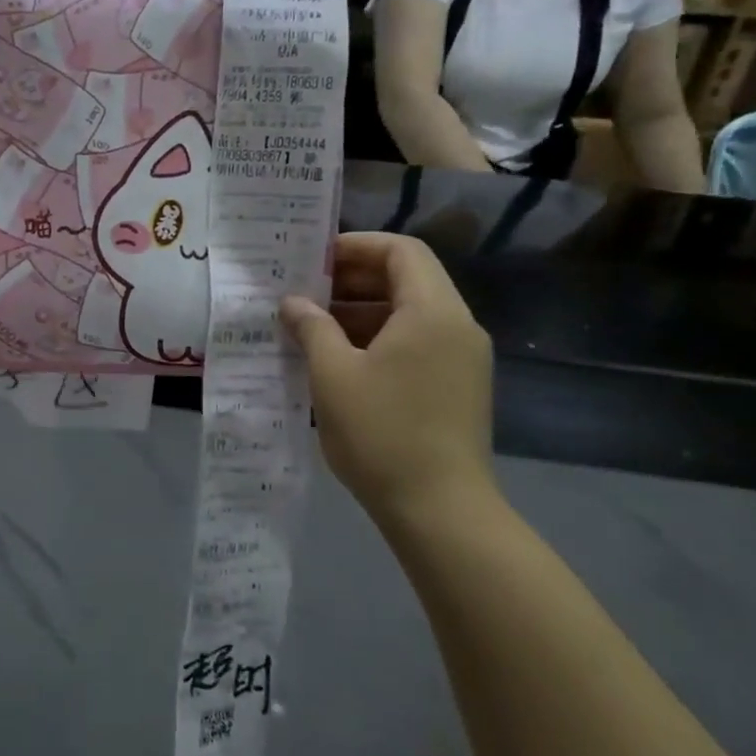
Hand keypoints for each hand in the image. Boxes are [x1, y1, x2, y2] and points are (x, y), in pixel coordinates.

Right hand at [279, 233, 492, 516]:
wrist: (440, 510)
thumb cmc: (382, 432)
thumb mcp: (333, 374)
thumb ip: (312, 327)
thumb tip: (293, 302)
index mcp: (432, 312)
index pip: (401, 250)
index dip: (356, 246)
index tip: (313, 260)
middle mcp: (456, 326)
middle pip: (407, 279)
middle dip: (353, 280)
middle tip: (304, 293)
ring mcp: (461, 358)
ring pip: (409, 313)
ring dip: (361, 311)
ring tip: (312, 327)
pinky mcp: (457, 386)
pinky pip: (416, 342)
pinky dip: (378, 338)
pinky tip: (338, 360)